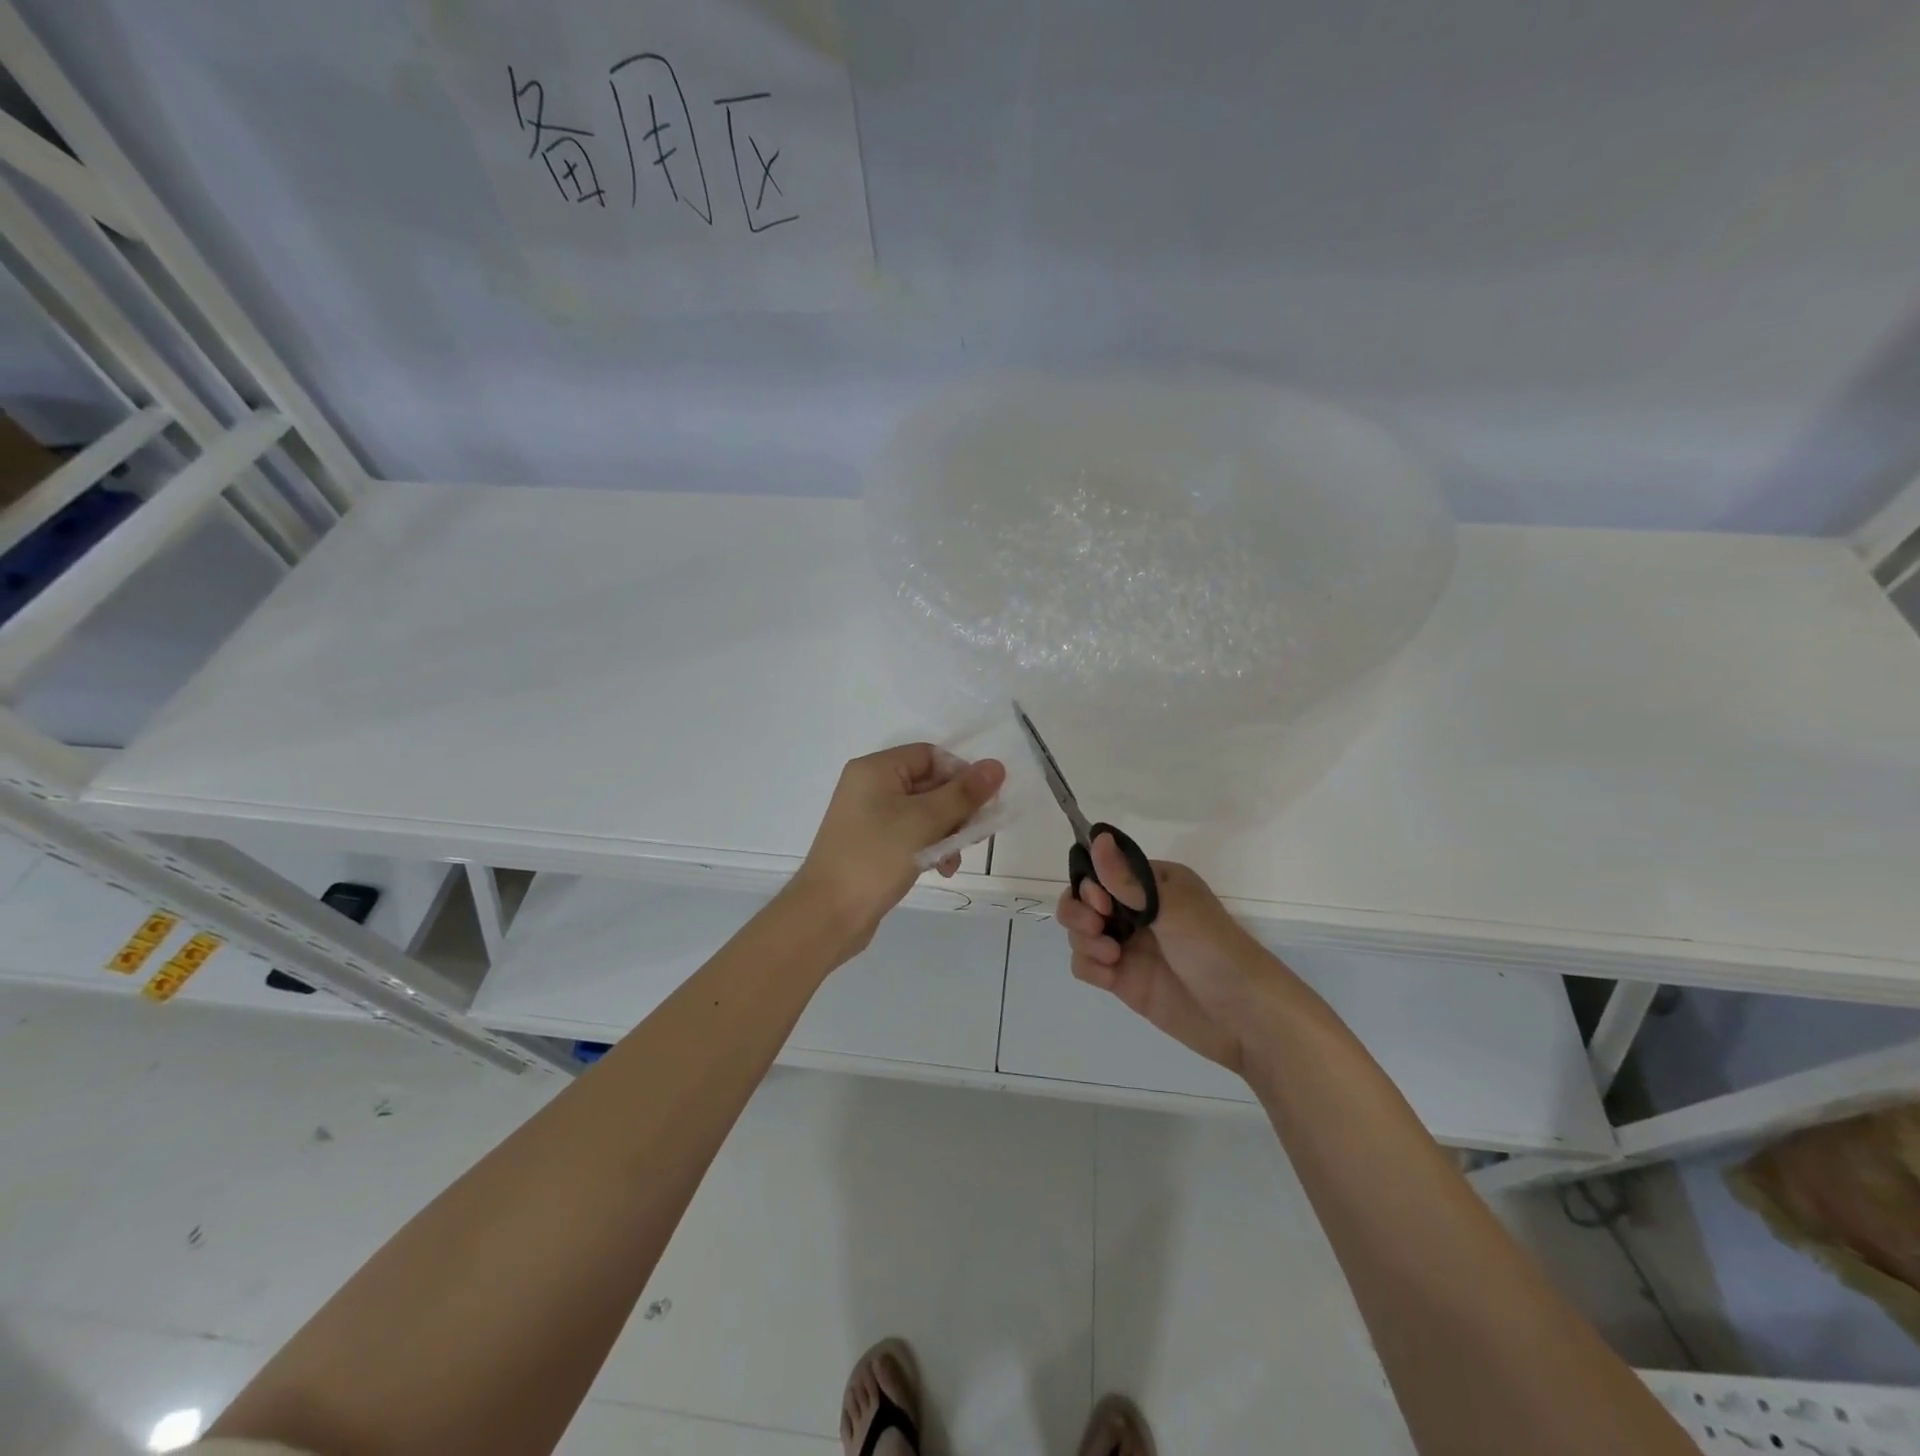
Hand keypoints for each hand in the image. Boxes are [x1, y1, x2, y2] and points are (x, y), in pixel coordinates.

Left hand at [795, 743, 1004, 949]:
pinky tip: (941, 869)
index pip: (931, 755)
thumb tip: (996, 766)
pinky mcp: (873, 845)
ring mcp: (870, 817)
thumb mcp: (925, 821)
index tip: (982, 803)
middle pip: (930, 784)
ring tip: (954, 860)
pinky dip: (929, 847)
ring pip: (924, 813)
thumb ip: (964, 794)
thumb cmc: (875, 858)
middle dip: (957, 810)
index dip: (960, 775)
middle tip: (975, 835)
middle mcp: (871, 786)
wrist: (827, 914)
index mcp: (876, 769)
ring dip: (947, 833)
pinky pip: (911, 835)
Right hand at [1056, 836, 1274, 1076]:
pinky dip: (1089, 966)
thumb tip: (1097, 835)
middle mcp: (1136, 910)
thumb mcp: (1172, 909)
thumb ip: (1128, 880)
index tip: (1101, 902)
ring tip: (1112, 956)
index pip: (1102, 869)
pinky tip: (1110, 974)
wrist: (1244, 1018)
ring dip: (1084, 940)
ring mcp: (1129, 945)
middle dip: (1079, 911)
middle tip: (1097, 926)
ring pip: (1080, 932)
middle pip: (1083, 900)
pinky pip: (1086, 964)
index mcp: (1152, 883)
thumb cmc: (1214, 951)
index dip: (1091, 883)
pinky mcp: (1123, 979)